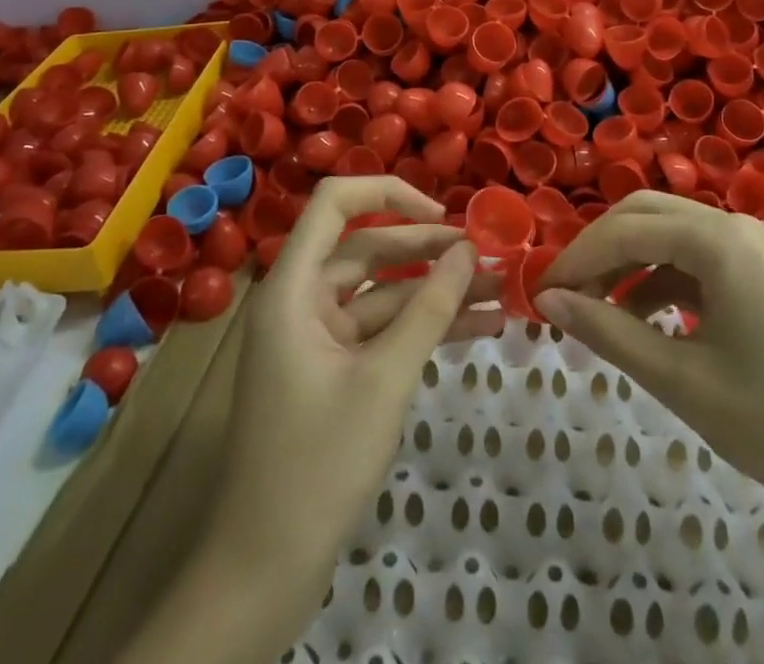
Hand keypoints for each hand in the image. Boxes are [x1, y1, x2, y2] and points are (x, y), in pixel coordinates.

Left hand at [205, 176, 503, 581]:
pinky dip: (424, 328)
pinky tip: (478, 331)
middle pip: (369, 248)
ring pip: (384, 293)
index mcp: (293, 287)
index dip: (388, 193)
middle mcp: (302, 300)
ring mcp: (318, 337)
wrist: (264, 572)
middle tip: (490, 256)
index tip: (441, 214)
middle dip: (430, 251)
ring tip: (499, 292)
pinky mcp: (334, 370)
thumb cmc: (317, 464)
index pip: (335, 203)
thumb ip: (429, 309)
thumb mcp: (384, 380)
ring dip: (437, 292)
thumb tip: (470, 250)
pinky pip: (383, 332)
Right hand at [536, 190, 763, 545]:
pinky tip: (647, 317)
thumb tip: (548, 302)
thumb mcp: (683, 382)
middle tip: (565, 294)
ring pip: (675, 232)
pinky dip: (666, 277)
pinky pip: (703, 256)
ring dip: (632, 262)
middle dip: (601, 249)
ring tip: (598, 310)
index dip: (576, 259)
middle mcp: (740, 224)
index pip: (627, 230)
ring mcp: (762, 245)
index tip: (539, 295)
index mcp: (721, 240)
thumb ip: (609, 332)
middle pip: (649, 213)